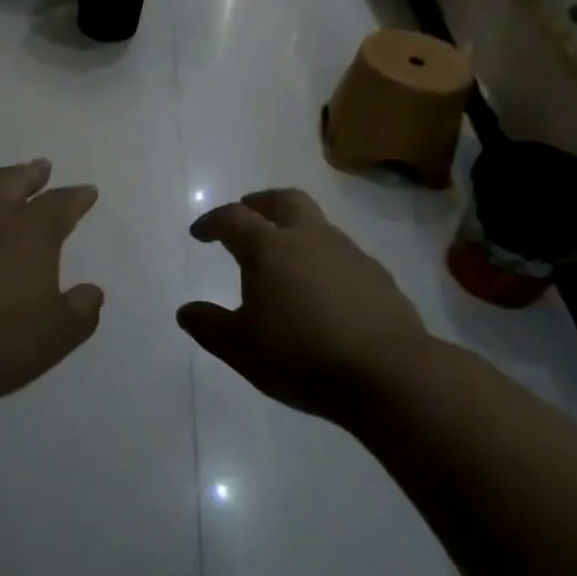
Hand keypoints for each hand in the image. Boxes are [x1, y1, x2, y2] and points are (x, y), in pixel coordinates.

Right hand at [177, 189, 432, 419]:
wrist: (390, 375)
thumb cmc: (302, 357)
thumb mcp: (241, 349)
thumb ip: (209, 326)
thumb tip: (186, 311)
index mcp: (270, 248)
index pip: (234, 219)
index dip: (212, 222)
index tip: (200, 233)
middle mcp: (310, 238)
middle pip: (283, 200)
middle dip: (259, 203)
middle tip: (246, 214)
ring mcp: (349, 254)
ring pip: (317, 224)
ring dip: (294, 229)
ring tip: (284, 256)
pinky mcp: (378, 276)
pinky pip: (342, 253)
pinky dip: (323, 258)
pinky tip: (322, 289)